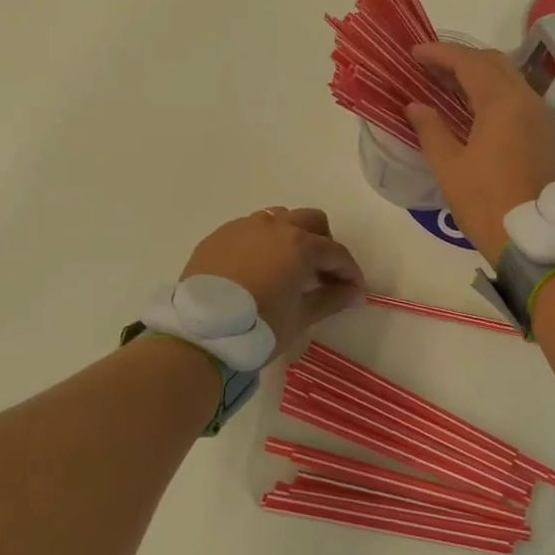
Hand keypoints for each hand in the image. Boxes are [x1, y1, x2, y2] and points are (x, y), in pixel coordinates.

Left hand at [181, 207, 365, 355]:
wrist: (199, 335)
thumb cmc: (259, 327)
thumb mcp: (301, 317)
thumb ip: (332, 299)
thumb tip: (354, 293)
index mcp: (299, 244)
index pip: (336, 252)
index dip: (350, 272)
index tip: (355, 292)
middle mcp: (273, 226)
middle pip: (311, 221)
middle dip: (324, 243)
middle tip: (323, 273)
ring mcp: (243, 227)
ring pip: (278, 219)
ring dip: (292, 237)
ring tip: (288, 267)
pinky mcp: (218, 237)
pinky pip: (249, 230)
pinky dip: (262, 243)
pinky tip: (257, 270)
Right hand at [405, 43, 554, 259]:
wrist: (537, 239)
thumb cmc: (487, 202)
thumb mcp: (450, 167)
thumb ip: (431, 129)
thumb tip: (415, 105)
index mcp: (502, 102)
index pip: (468, 62)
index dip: (439, 53)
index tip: (413, 53)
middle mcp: (526, 99)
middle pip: (492, 62)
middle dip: (459, 58)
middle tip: (428, 67)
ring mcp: (539, 115)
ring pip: (507, 77)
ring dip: (477, 73)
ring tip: (445, 83)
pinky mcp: (544, 131)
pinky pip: (516, 95)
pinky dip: (491, 90)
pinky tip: (470, 105)